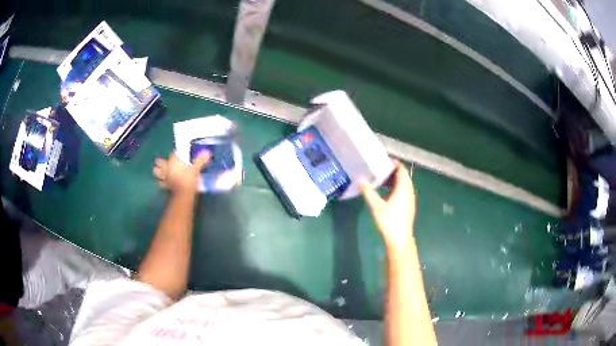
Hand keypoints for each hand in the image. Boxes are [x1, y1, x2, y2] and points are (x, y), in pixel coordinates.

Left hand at [153, 152, 210, 193]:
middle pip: (159, 162)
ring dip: (158, 172)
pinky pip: (161, 183)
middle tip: (164, 162)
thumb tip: (208, 152)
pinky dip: (161, 183)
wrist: (183, 195)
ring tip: (161, 172)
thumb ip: (200, 161)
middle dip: (160, 161)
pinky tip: (163, 183)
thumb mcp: (196, 169)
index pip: (173, 153)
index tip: (179, 154)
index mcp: (174, 161)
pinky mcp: (165, 186)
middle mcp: (167, 168)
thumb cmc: (188, 180)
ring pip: (157, 172)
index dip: (176, 153)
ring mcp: (165, 177)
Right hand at [359, 161, 415, 251]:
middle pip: (404, 176)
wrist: (400, 239)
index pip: (401, 170)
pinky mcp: (409, 206)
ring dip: (395, 180)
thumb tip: (359, 180)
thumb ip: (368, 192)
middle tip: (380, 168)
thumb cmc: (389, 221)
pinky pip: (404, 191)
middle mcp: (409, 191)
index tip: (383, 160)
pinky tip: (387, 193)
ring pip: (405, 184)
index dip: (394, 163)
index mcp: (404, 188)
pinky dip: (397, 187)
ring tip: (381, 179)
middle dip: (393, 171)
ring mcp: (410, 199)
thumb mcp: (376, 206)